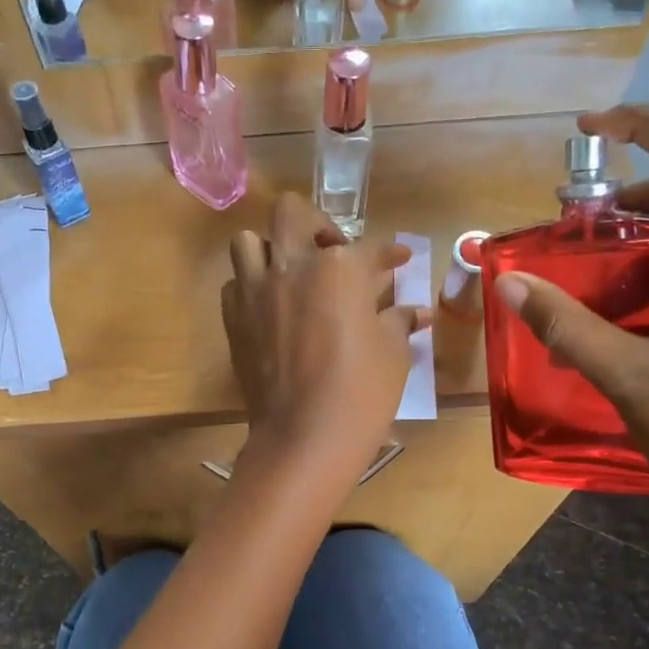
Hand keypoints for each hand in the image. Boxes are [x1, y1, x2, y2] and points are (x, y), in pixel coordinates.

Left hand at [222, 194, 425, 491]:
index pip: (370, 248)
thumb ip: (397, 321)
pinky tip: (270, 306)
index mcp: (339, 267)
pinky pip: (235, 284)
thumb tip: (414, 312)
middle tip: (332, 250)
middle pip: (292, 213)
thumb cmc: (361, 392)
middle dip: (316, 223)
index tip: (399, 259)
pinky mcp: (233, 318)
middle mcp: (292, 264)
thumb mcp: (392, 353)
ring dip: (271, 248)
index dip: (389, 254)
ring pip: (249, 241)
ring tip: (291, 271)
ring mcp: (256, 289)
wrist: (304, 436)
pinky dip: (250, 286)